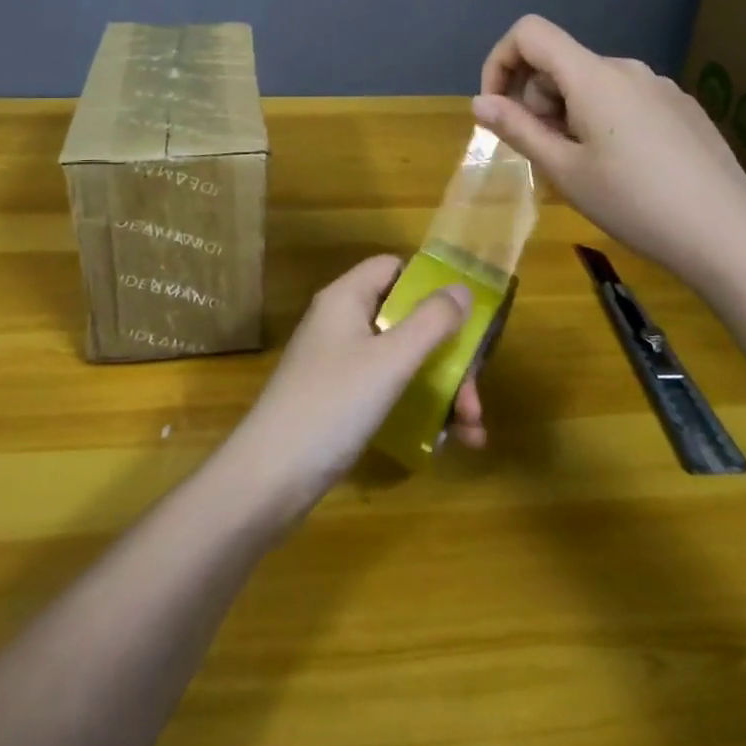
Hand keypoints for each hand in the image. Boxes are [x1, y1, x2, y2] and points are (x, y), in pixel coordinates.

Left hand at [234, 256, 483, 509]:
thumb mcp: (390, 360)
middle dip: (449, 355)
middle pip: (406, 320)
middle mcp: (342, 323)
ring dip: (443, 389)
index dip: (430, 284)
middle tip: (475, 396)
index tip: (466, 316)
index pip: (393, 268)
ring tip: (473, 430)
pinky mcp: (341, 401)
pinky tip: (448, 443)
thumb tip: (463, 289)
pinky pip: (389, 391)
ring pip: (403, 361)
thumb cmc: (333, 404)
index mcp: (346, 298)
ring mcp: (340, 364)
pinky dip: (420, 409)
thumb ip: (431, 322)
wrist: (270, 477)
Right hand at [474, 14, 745, 298]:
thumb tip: (480, 102)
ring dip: (568, 115)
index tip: (497, 110)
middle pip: (560, 64)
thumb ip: (518, 129)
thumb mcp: (565, 171)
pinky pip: (625, 100)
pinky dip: (603, 122)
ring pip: (591, 85)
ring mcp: (661, 87)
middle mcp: (627, 69)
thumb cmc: (635, 203)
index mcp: (593, 76)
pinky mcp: (683, 108)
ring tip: (585, 170)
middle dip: (536, 102)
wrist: (729, 236)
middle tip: (546, 157)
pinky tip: (626, 170)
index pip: (530, 33)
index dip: (500, 62)